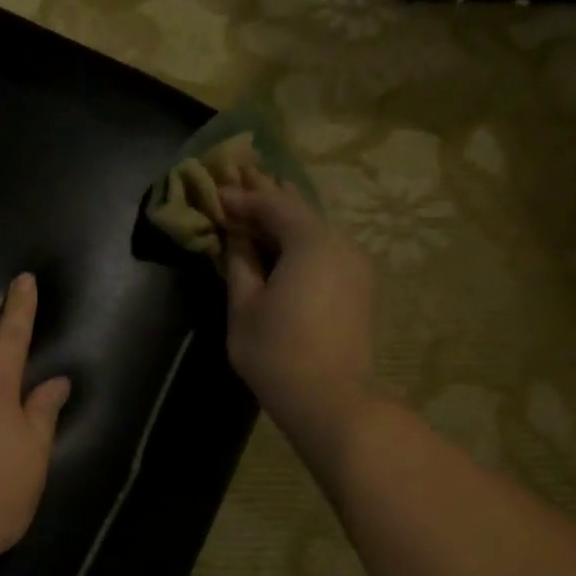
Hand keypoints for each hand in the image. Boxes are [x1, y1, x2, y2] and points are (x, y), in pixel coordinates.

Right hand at [219, 168, 376, 443]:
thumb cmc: (275, 352)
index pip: (273, 204)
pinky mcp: (359, 289)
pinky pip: (325, 252)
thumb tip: (236, 238)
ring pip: (315, 231)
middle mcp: (341, 243)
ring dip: (286, 219)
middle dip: (269, 196)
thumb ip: (240, 264)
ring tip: (261, 208)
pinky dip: (300, 243)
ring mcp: (355, 266)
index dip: (243, 197)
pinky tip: (285, 246)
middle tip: (242, 177)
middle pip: (300, 210)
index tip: (216, 193)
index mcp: (311, 242)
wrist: (330, 398)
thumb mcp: (245, 306)